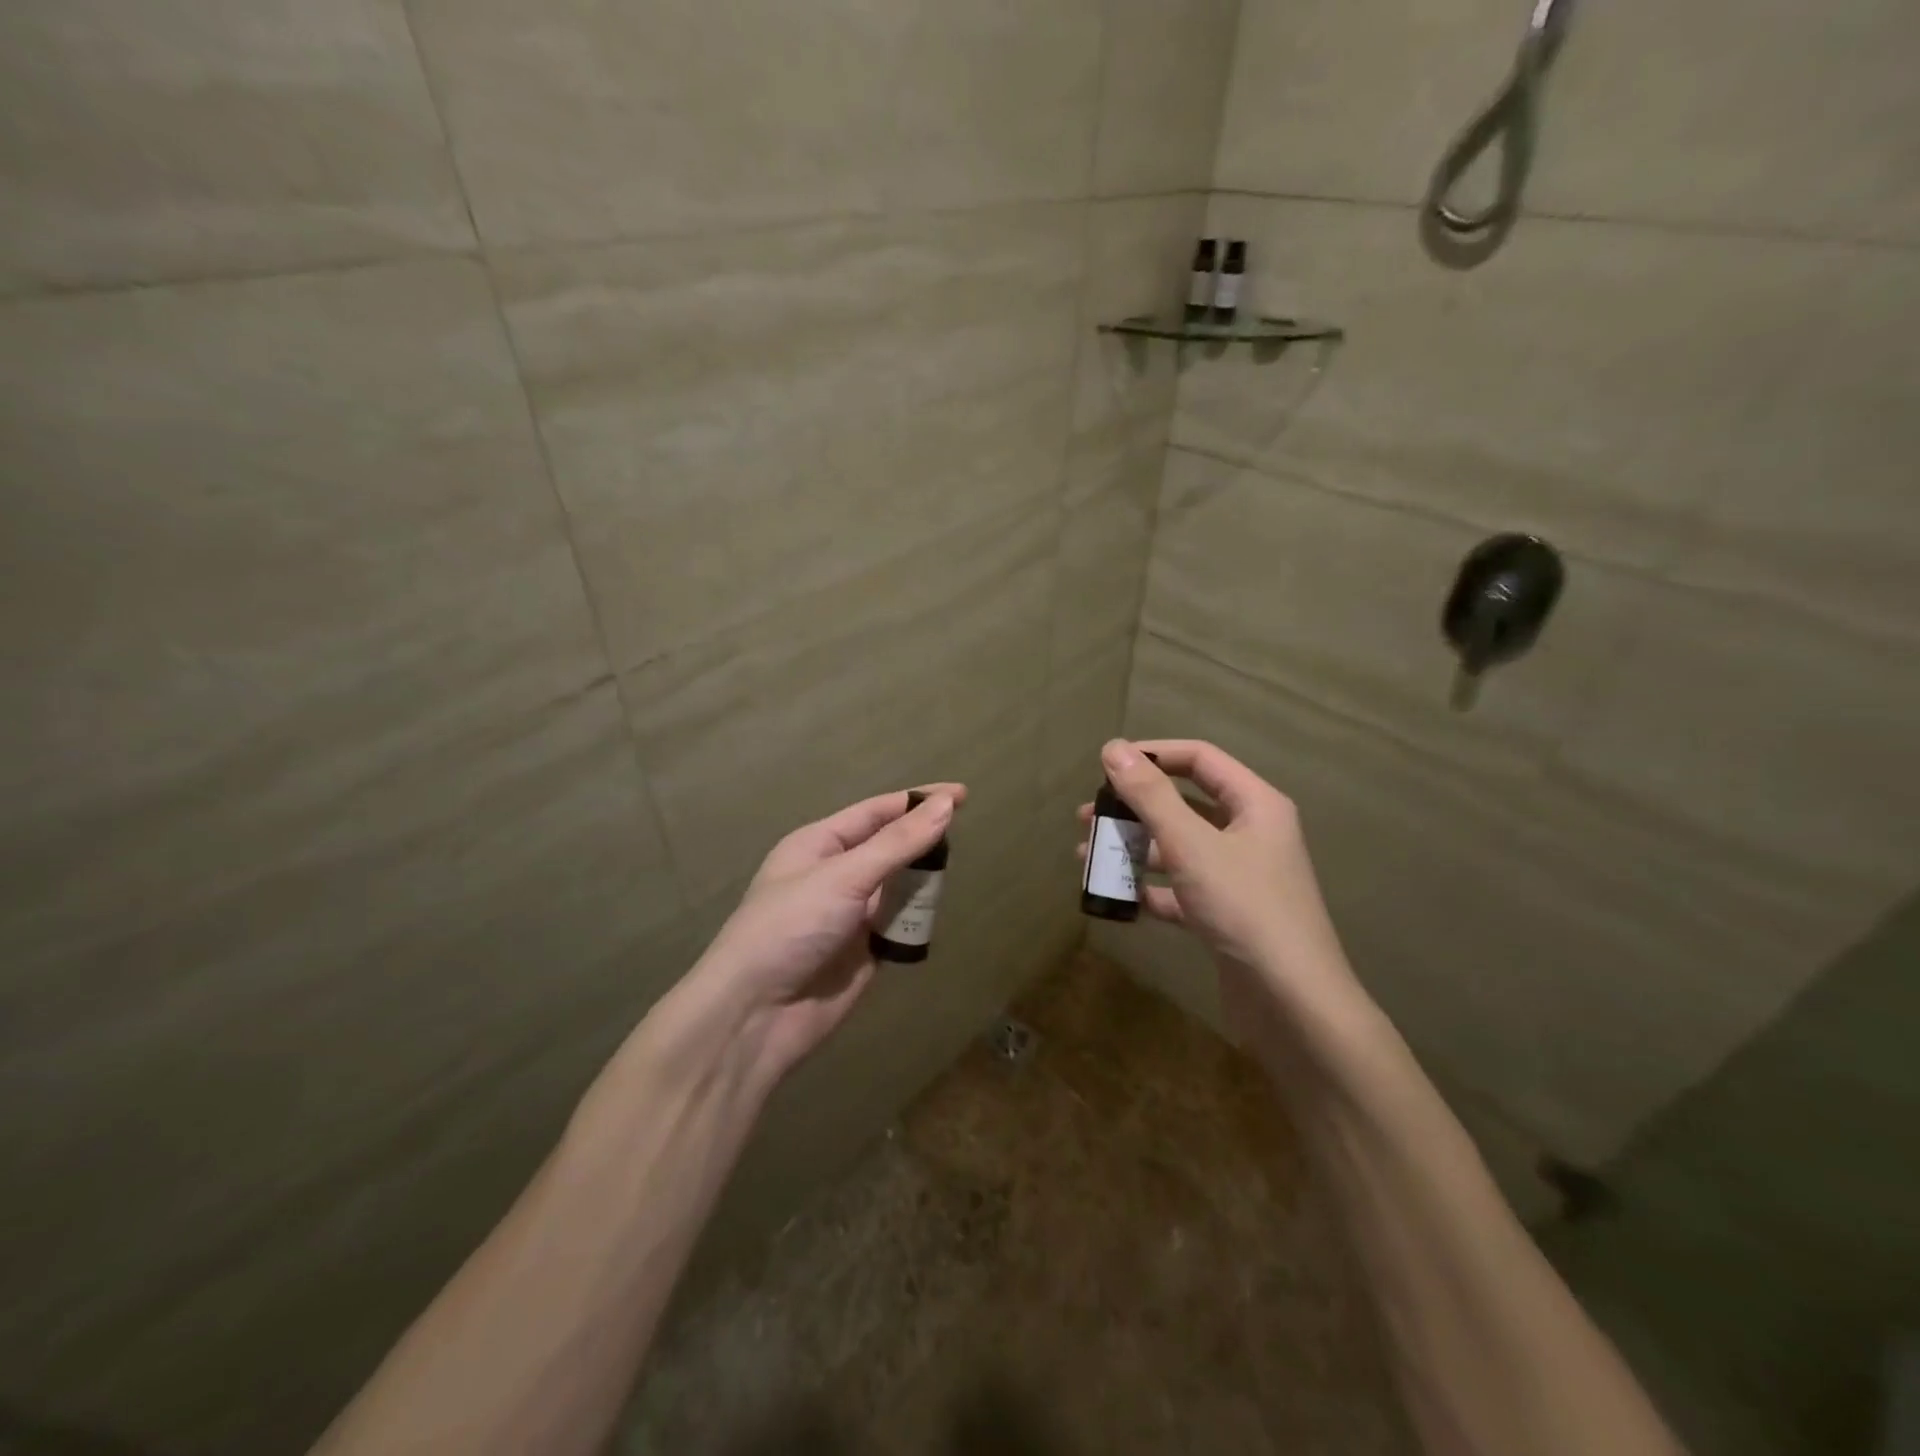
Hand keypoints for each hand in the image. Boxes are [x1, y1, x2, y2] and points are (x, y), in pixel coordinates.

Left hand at [691, 785, 962, 1083]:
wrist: (756, 1015)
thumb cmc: (791, 928)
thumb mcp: (844, 876)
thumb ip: (898, 843)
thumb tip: (946, 805)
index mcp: (819, 844)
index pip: (877, 812)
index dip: (918, 801)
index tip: (962, 795)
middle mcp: (835, 874)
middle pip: (890, 847)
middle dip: (922, 841)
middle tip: (964, 836)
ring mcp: (850, 915)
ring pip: (899, 887)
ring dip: (922, 883)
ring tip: (952, 877)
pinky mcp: (864, 952)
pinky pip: (900, 926)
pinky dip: (917, 921)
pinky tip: (936, 915)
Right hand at [1078, 740, 1359, 1023]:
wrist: (1291, 1002)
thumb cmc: (1243, 907)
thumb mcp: (1190, 845)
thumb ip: (1150, 795)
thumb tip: (1113, 747)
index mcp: (1255, 804)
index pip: (1199, 759)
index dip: (1152, 755)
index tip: (1106, 766)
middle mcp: (1250, 833)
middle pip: (1184, 804)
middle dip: (1133, 808)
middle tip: (1086, 817)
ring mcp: (1239, 876)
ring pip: (1178, 848)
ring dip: (1134, 848)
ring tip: (1088, 857)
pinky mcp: (1226, 914)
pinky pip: (1181, 888)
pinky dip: (1150, 888)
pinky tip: (1118, 896)